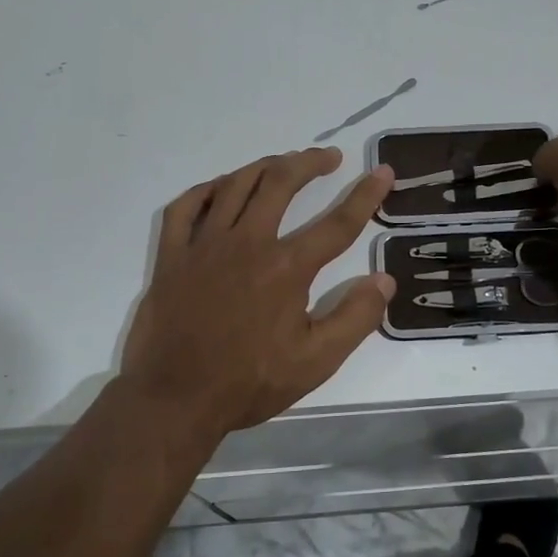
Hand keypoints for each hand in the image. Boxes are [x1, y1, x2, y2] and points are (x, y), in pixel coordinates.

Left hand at [116, 147, 396, 439]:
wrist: (174, 399)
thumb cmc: (249, 382)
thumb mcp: (316, 362)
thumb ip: (355, 318)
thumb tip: (385, 280)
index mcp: (286, 268)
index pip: (337, 223)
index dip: (365, 195)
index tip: (382, 171)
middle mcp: (247, 243)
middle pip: (281, 183)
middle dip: (309, 162)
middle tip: (328, 157)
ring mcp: (204, 245)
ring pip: (236, 185)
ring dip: (264, 166)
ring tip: (283, 162)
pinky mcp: (172, 255)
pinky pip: (186, 206)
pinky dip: (207, 190)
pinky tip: (220, 188)